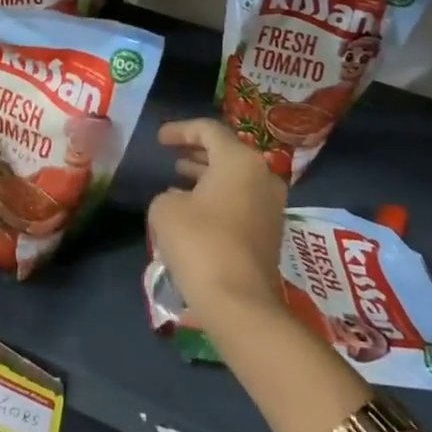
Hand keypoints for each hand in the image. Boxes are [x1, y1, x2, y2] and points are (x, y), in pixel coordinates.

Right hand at [147, 119, 288, 326]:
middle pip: (227, 152)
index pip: (208, 130)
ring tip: (178, 180)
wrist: (238, 300)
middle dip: (196, 152)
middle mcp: (262, 176)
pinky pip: (242, 201)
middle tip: (171, 156)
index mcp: (240, 160)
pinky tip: (194, 209)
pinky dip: (218, 197)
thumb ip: (168, 194)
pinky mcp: (271, 231)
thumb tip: (180, 200)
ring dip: (206, 176)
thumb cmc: (199, 243)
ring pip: (235, 178)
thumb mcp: (165, 209)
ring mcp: (272, 205)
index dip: (180, 130)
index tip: (159, 139)